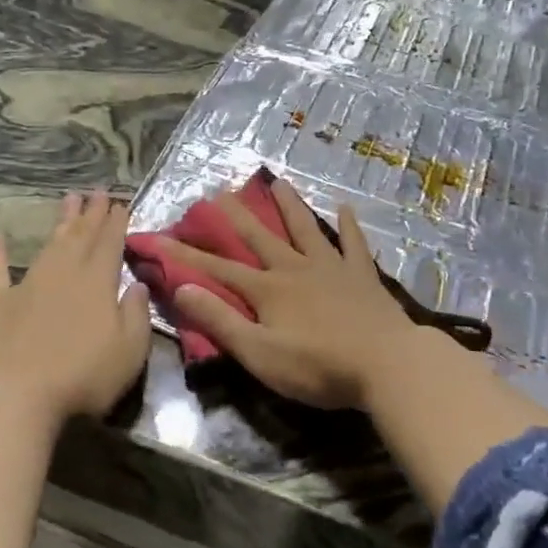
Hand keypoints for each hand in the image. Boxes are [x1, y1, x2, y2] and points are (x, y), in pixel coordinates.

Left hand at [0, 191, 151, 419]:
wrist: (15, 394)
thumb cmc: (82, 375)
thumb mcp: (129, 350)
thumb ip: (136, 314)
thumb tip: (138, 284)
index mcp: (98, 282)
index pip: (110, 244)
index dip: (116, 223)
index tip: (120, 202)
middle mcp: (64, 273)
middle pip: (80, 236)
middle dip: (91, 213)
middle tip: (96, 191)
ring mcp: (28, 285)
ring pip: (48, 244)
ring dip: (60, 221)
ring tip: (68, 198)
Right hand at [167, 178, 428, 409]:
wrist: (386, 364)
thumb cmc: (318, 367)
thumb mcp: (259, 353)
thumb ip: (220, 321)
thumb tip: (181, 289)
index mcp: (268, 290)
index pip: (218, 269)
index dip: (186, 255)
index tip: (160, 237)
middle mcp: (296, 268)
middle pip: (260, 237)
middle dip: (237, 215)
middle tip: (220, 190)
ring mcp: (331, 267)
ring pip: (305, 229)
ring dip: (289, 205)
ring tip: (278, 181)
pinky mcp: (362, 275)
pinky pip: (353, 243)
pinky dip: (348, 225)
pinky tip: (345, 207)